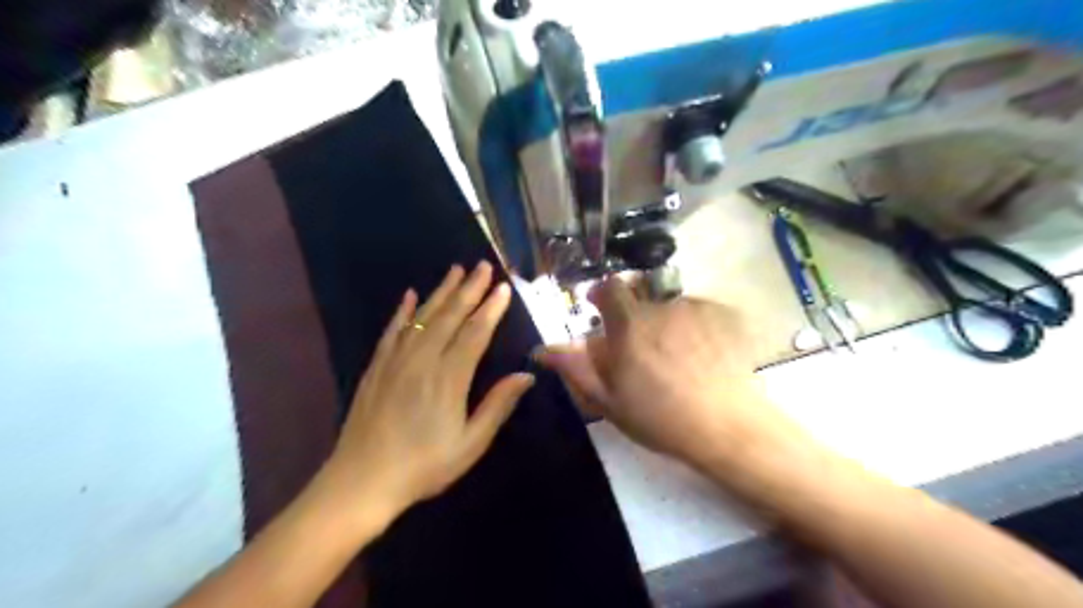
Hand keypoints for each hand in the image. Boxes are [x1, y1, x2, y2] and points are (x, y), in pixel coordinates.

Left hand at [324, 262, 539, 526]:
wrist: (361, 481)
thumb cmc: (424, 466)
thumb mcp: (470, 444)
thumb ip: (498, 406)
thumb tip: (526, 375)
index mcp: (449, 378)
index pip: (475, 333)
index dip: (491, 309)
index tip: (503, 287)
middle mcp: (423, 360)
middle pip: (450, 316)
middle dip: (469, 289)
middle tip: (484, 266)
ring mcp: (396, 360)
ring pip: (423, 316)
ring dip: (441, 291)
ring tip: (455, 270)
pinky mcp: (377, 367)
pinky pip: (392, 330)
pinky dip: (403, 310)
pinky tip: (410, 294)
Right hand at [540, 276, 793, 470]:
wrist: (727, 427)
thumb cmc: (661, 418)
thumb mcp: (610, 401)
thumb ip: (576, 369)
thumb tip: (543, 349)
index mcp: (630, 324)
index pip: (609, 287)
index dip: (602, 294)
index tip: (601, 310)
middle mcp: (662, 307)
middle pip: (641, 298)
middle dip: (636, 317)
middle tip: (643, 351)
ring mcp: (697, 309)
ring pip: (671, 307)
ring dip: (667, 323)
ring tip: (679, 359)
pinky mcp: (724, 316)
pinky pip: (699, 312)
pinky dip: (695, 327)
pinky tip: (703, 356)